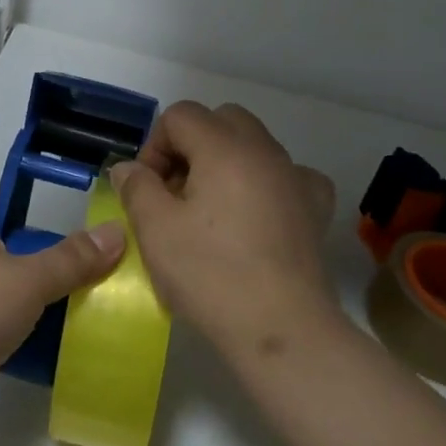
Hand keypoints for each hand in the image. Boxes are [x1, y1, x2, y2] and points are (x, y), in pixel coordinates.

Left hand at [0, 186, 124, 445]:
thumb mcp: (27, 280)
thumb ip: (72, 259)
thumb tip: (115, 231)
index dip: (17, 199)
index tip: (54, 216)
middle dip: (34, 257)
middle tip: (79, 269)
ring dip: (26, 302)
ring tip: (73, 310)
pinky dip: (12, 339)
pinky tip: (46, 353)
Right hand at [112, 102, 338, 365]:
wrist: (282, 330)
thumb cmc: (211, 275)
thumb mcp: (155, 229)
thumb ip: (136, 187)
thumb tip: (129, 168)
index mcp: (224, 148)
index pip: (180, 116)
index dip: (155, 146)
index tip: (149, 189)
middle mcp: (265, 151)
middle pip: (221, 120)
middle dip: (191, 146)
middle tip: (176, 192)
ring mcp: (296, 178)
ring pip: (254, 145)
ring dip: (225, 162)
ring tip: (211, 209)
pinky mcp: (315, 208)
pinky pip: (287, 175)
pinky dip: (266, 183)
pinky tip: (256, 214)